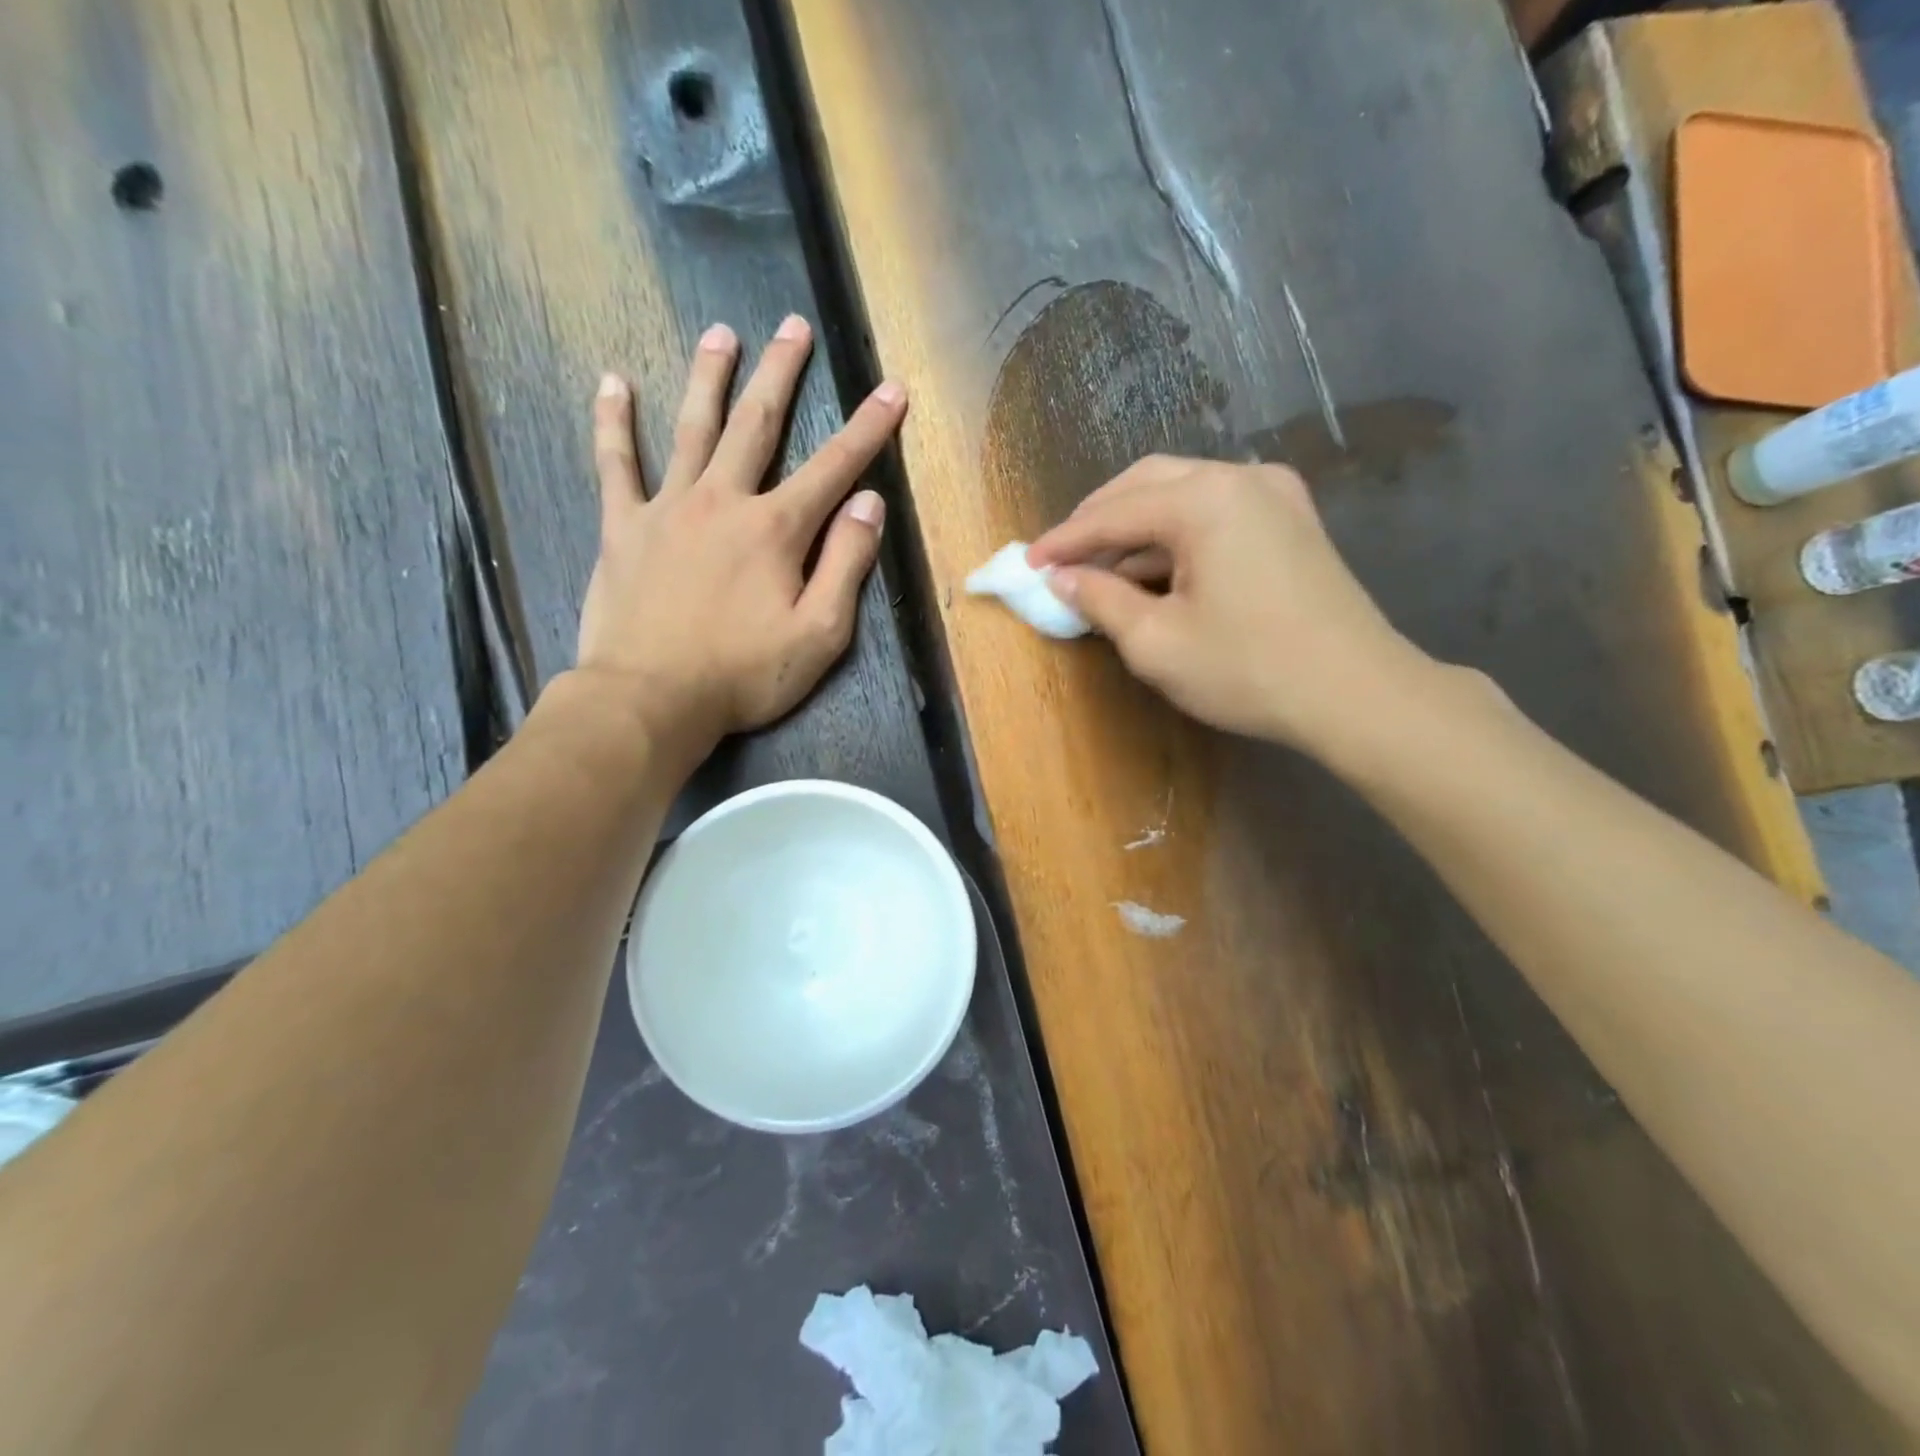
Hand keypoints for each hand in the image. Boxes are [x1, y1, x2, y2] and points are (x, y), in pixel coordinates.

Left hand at [571, 316, 905, 754]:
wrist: (650, 699)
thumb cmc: (743, 674)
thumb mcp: (819, 634)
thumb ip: (847, 564)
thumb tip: (868, 504)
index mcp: (776, 530)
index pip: (834, 467)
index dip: (868, 427)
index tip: (892, 388)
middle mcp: (723, 501)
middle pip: (757, 424)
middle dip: (782, 373)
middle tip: (793, 325)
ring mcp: (668, 508)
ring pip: (692, 428)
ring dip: (709, 377)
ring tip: (722, 333)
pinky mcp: (623, 527)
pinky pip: (615, 464)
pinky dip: (614, 423)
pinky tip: (614, 383)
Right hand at [1028, 456, 1429, 752]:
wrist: (1355, 693)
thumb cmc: (1247, 669)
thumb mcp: (1155, 642)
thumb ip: (1100, 600)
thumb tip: (1062, 578)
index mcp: (1204, 499)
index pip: (1112, 513)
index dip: (1064, 541)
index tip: (1027, 563)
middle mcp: (1240, 477)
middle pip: (1147, 483)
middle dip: (1098, 519)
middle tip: (1061, 557)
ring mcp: (1274, 493)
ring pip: (1183, 493)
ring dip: (1137, 527)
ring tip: (1102, 568)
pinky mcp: (1292, 519)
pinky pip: (1216, 511)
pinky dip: (1176, 534)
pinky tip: (1156, 567)